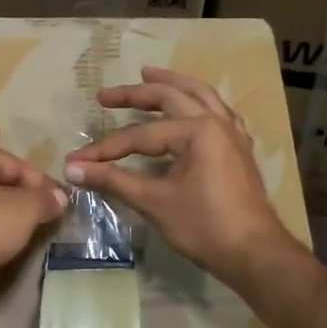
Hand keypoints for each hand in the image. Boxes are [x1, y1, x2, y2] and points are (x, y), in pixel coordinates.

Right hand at [64, 67, 297, 286]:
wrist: (254, 253)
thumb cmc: (204, 226)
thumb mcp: (155, 202)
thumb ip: (113, 180)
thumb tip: (72, 169)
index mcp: (198, 130)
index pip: (141, 135)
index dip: (106, 148)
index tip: (76, 160)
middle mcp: (218, 122)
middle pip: (171, 97)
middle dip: (136, 94)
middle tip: (106, 96)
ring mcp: (233, 134)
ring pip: (201, 96)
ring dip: (173, 84)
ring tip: (149, 74)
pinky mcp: (240, 149)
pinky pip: (218, 113)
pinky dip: (199, 103)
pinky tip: (193, 106)